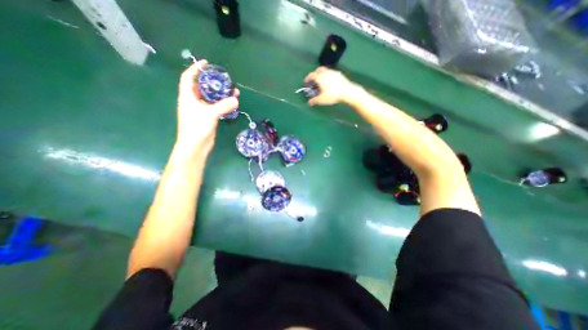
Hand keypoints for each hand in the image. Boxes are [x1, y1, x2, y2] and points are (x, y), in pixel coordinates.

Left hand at [176, 59, 237, 153]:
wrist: (195, 146)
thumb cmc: (197, 128)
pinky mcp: (207, 118)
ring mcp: (200, 110)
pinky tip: (230, 103)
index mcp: (188, 97)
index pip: (188, 77)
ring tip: (232, 91)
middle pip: (201, 87)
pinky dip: (222, 104)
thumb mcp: (210, 114)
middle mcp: (193, 101)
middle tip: (223, 78)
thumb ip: (223, 106)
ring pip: (210, 98)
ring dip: (220, 94)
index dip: (196, 68)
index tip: (206, 63)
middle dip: (212, 81)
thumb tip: (236, 99)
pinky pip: (215, 107)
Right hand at [306, 67, 355, 105]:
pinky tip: (330, 82)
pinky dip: (328, 76)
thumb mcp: (321, 99)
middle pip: (318, 70)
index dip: (307, 78)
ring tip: (322, 81)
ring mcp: (333, 72)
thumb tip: (309, 103)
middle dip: (315, 73)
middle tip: (314, 79)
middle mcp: (326, 72)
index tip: (306, 82)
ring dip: (322, 74)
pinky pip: (332, 73)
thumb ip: (314, 101)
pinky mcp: (339, 74)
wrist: (347, 92)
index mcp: (319, 77)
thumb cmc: (332, 95)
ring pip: (326, 71)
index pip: (311, 75)